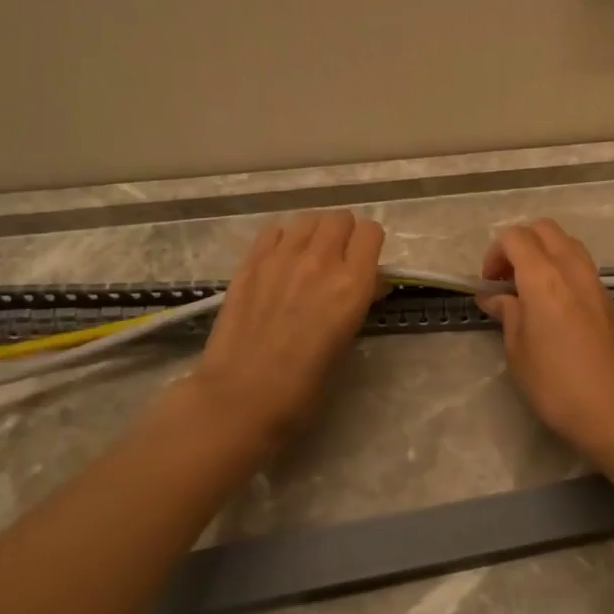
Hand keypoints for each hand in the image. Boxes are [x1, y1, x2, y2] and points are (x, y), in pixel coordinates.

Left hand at [190, 210, 384, 434]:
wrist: (243, 395)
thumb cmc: (305, 383)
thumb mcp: (347, 339)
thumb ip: (360, 301)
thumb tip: (369, 283)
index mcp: (353, 284)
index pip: (371, 232)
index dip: (369, 244)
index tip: (364, 260)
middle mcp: (321, 260)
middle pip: (340, 218)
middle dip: (343, 234)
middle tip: (336, 258)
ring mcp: (283, 256)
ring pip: (308, 218)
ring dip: (313, 233)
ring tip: (306, 256)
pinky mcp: (251, 261)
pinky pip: (274, 230)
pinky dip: (282, 239)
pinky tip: (278, 262)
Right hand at [476, 219, 613, 454]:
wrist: (613, 411)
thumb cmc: (555, 384)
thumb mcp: (517, 351)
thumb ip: (507, 314)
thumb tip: (495, 297)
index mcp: (543, 277)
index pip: (516, 238)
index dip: (495, 253)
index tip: (488, 284)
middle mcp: (571, 269)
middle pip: (544, 229)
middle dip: (520, 244)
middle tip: (506, 279)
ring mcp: (594, 282)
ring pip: (566, 243)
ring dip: (543, 253)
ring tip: (528, 289)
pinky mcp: (607, 299)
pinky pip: (580, 265)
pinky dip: (561, 268)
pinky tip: (552, 303)